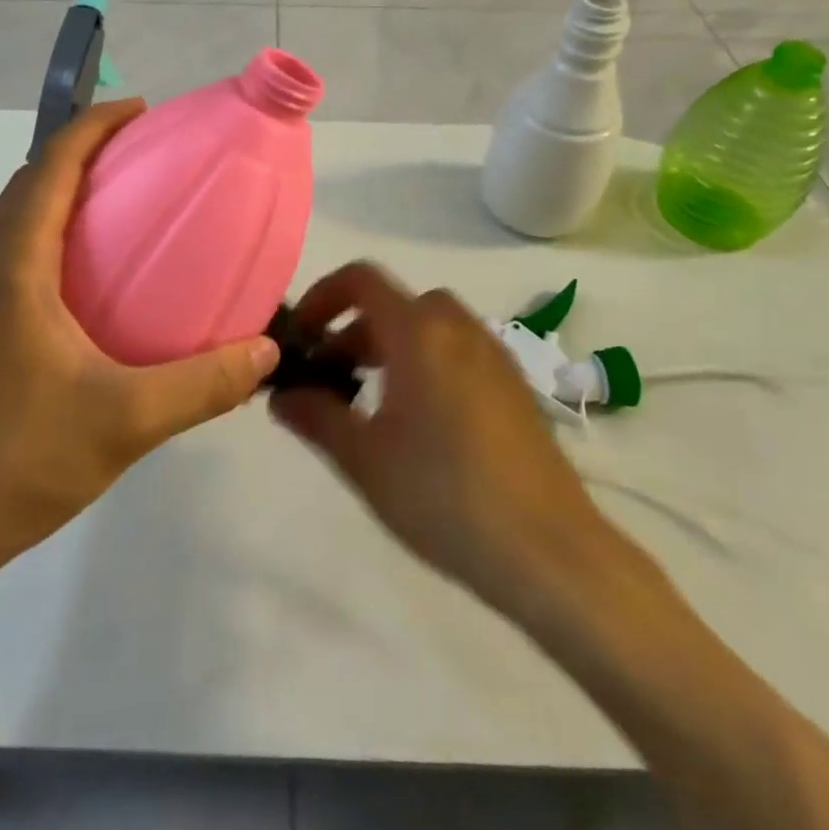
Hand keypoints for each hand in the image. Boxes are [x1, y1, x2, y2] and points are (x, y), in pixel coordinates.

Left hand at [0, 99, 278, 594]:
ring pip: (16, 225)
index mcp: (9, 269)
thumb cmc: (14, 464)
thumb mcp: (124, 422)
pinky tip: (89, 288)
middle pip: (29, 186)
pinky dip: (50, 243)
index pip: (49, 167)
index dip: (93, 126)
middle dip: (82, 155)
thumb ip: (201, 385)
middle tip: (144, 159)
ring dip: (63, 199)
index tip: (141, 111)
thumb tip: (265, 352)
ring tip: (123, 211)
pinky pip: (11, 261)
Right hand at [271, 263, 622, 618]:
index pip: (361, 279)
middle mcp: (458, 328)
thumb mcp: (364, 458)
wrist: (547, 550)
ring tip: (370, 404)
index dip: (322, 296)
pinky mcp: (514, 384)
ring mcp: (493, 354)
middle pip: (395, 303)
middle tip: (331, 379)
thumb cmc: (442, 494)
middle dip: (354, 331)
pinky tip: (420, 424)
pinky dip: (426, 362)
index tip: (303, 339)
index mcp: (418, 331)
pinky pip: (458, 350)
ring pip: (429, 327)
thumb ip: (315, 417)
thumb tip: (281, 395)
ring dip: (390, 347)